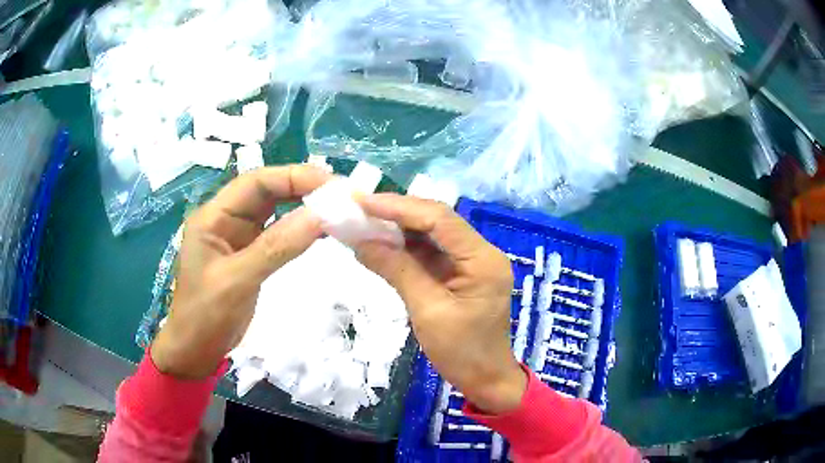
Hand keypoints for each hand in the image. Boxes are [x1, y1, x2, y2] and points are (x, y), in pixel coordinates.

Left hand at [151, 165, 330, 378]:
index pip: (256, 182)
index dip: (293, 177)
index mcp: (214, 216)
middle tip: (341, 195)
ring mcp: (238, 236)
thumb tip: (319, 216)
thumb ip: (276, 247)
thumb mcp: (237, 281)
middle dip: (302, 188)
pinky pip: (277, 232)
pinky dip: (299, 229)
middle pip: (266, 191)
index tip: (331, 184)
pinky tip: (320, 230)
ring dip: (303, 205)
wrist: (196, 350)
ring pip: (274, 209)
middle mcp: (225, 218)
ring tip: (337, 208)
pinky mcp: (249, 254)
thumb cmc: (205, 316)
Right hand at [353, 194, 526, 413]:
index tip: (363, 202)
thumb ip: (397, 271)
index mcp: (482, 259)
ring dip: (398, 229)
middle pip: (436, 222)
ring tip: (363, 221)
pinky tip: (381, 243)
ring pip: (432, 235)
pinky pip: (431, 253)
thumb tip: (361, 242)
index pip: (439, 219)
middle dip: (397, 213)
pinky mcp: (460, 274)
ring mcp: (471, 263)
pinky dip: (405, 248)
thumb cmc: (462, 353)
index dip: (400, 207)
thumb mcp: (428, 311)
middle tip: (359, 208)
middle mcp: (481, 252)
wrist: (485, 380)